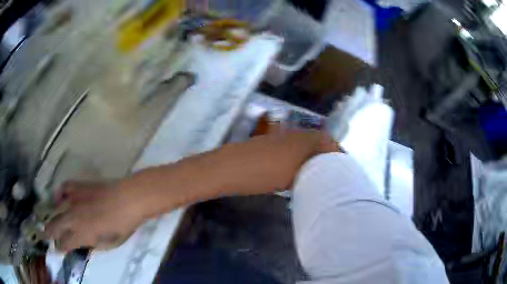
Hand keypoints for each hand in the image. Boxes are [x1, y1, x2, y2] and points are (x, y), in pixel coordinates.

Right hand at [44, 180, 145, 251]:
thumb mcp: (109, 243)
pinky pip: (63, 188)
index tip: (57, 250)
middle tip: (43, 236)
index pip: (65, 243)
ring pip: (56, 209)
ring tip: (45, 221)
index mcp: (82, 233)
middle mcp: (73, 217)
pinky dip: (59, 193)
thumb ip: (93, 244)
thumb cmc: (122, 225)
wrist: (128, 198)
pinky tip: (58, 198)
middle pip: (56, 226)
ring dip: (50, 216)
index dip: (60, 248)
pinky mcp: (78, 186)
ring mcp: (74, 199)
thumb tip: (84, 243)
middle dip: (48, 233)